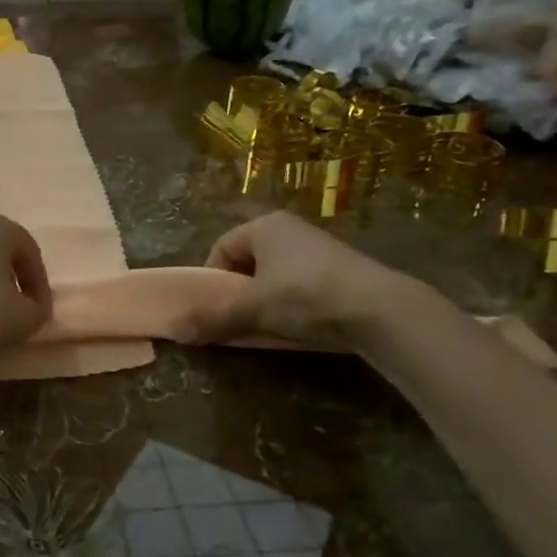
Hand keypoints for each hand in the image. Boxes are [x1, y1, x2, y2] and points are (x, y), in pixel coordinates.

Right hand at [184, 212, 405, 343]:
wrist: (380, 309)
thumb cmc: (305, 296)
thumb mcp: (253, 309)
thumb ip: (214, 318)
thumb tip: (176, 331)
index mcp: (264, 226)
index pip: (222, 248)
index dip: (213, 279)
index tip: (215, 308)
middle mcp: (290, 229)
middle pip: (249, 261)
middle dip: (240, 291)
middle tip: (239, 319)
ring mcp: (319, 248)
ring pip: (276, 274)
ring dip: (266, 299)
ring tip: (270, 326)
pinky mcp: (343, 269)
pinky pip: (303, 284)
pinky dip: (294, 303)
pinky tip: (302, 325)